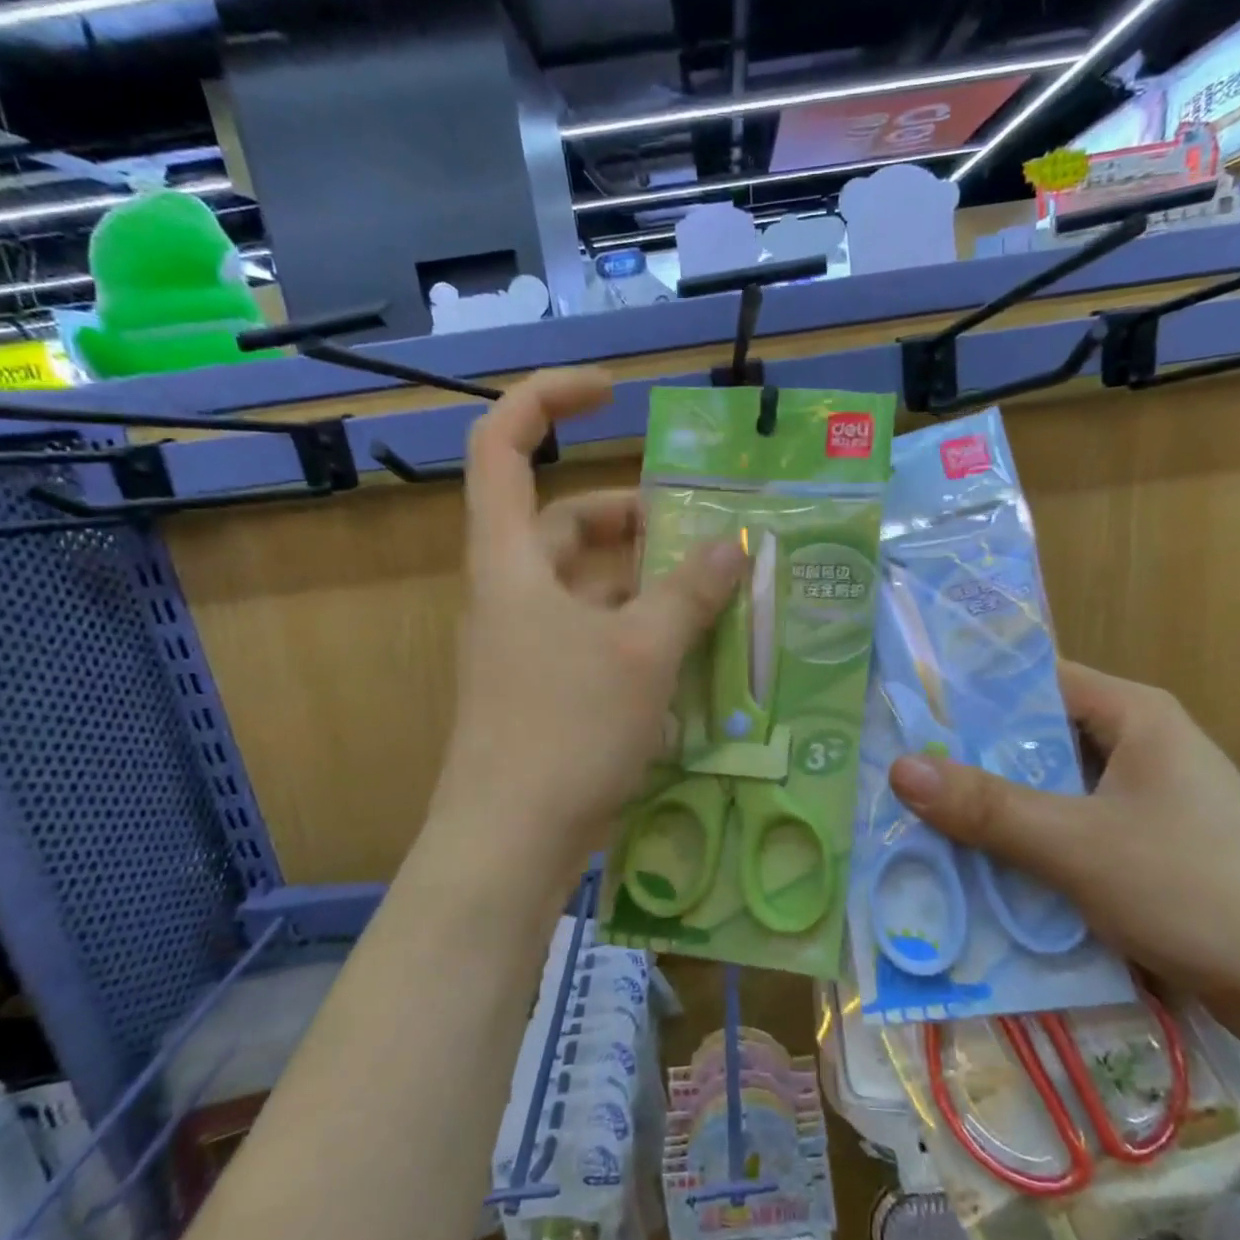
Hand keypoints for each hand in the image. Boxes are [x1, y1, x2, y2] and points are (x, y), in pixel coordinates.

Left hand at [434, 371, 746, 853]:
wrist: (509, 845)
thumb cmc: (565, 731)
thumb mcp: (640, 652)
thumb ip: (690, 592)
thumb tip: (736, 545)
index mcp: (511, 560)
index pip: (503, 445)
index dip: (549, 400)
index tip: (615, 394)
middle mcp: (512, 592)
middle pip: (566, 523)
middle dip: (633, 517)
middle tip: (701, 531)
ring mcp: (526, 644)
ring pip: (590, 586)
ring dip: (647, 580)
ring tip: (715, 591)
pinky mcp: (546, 689)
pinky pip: (597, 635)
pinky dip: (641, 630)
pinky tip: (693, 651)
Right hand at [887, 662, 1239, 1051]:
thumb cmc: (1201, 892)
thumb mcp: (1078, 845)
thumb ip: (986, 807)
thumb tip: (899, 767)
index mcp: (1134, 715)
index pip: (1034, 679)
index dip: (969, 692)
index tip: (905, 709)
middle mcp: (1140, 746)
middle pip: (1037, 739)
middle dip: (971, 759)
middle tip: (898, 769)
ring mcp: (1147, 801)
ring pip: (1051, 790)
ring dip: (997, 808)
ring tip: (921, 816)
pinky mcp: (1150, 850)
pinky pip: (1071, 831)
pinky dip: (1029, 844)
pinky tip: (980, 866)